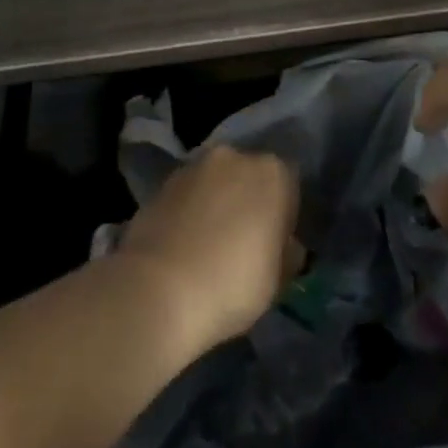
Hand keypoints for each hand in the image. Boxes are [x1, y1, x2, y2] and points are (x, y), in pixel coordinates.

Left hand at [118, 143, 300, 352]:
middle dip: (248, 202)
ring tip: (208, 246)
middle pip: (249, 177)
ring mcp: (193, 167)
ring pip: (215, 183)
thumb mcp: (278, 280)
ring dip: (216, 204)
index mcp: (273, 173)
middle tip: (243, 243)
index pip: (289, 186)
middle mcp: (234, 157)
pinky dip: (188, 212)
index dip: (284, 216)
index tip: (276, 245)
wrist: (158, 290)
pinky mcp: (161, 184)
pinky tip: (184, 246)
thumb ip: (285, 253)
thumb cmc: (232, 284)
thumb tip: (283, 247)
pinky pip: (187, 196)